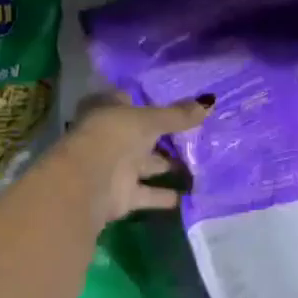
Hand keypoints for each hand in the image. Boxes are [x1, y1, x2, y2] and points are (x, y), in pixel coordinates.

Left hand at [56, 90, 210, 227]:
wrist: (87, 184)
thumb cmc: (114, 136)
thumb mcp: (150, 120)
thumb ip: (178, 115)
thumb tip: (210, 102)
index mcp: (108, 110)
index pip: (130, 101)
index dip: (150, 102)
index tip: (177, 104)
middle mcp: (110, 137)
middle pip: (141, 135)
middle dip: (164, 137)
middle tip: (197, 135)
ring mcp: (115, 167)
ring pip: (147, 164)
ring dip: (167, 166)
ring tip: (200, 164)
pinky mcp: (122, 195)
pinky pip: (148, 193)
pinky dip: (164, 195)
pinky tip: (189, 195)